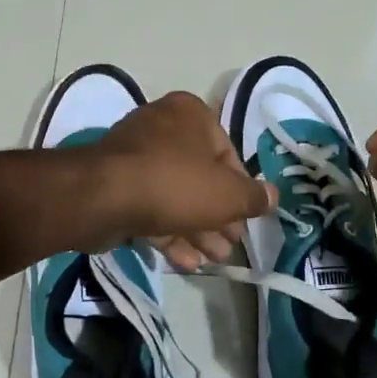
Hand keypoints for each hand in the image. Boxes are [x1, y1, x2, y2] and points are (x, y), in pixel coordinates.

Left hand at [85, 92, 276, 268]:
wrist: (104, 198)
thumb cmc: (176, 184)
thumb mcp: (228, 194)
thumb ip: (254, 197)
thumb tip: (272, 197)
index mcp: (190, 115)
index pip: (228, 153)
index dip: (241, 191)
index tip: (246, 218)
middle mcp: (162, 128)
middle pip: (200, 177)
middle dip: (218, 217)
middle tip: (231, 245)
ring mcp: (135, 158)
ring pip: (176, 196)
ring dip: (198, 230)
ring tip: (215, 260)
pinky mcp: (116, 186)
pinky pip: (151, 208)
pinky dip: (170, 234)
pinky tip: (187, 262)